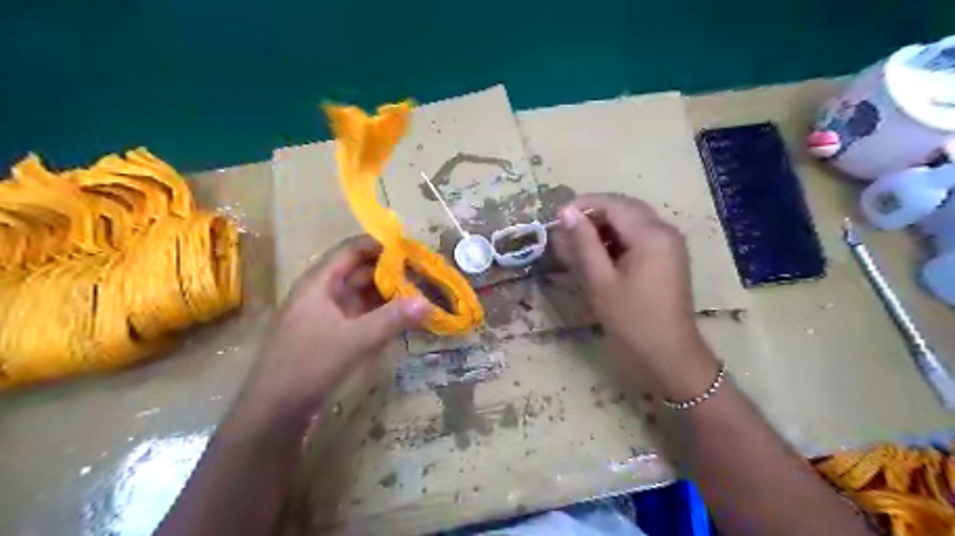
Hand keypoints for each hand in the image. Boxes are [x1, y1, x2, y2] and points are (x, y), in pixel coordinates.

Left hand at [243, 238, 429, 419]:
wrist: (273, 411)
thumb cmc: (307, 365)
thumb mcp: (353, 340)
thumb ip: (391, 319)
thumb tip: (427, 302)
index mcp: (320, 283)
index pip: (352, 250)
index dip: (381, 245)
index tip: (412, 251)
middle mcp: (324, 293)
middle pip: (361, 271)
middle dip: (392, 271)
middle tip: (424, 275)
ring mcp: (328, 314)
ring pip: (363, 294)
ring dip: (389, 293)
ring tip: (420, 294)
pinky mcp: (333, 334)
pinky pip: (363, 314)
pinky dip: (382, 313)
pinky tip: (403, 318)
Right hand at [553, 195, 716, 394]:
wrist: (669, 355)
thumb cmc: (632, 320)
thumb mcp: (601, 281)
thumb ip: (584, 243)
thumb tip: (566, 212)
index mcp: (651, 234)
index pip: (614, 204)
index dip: (584, 205)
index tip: (557, 216)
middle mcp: (665, 231)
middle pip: (625, 208)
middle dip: (594, 213)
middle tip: (566, 228)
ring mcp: (670, 244)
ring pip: (632, 221)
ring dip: (605, 226)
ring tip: (578, 242)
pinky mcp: (668, 257)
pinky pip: (640, 236)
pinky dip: (618, 238)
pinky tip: (600, 253)